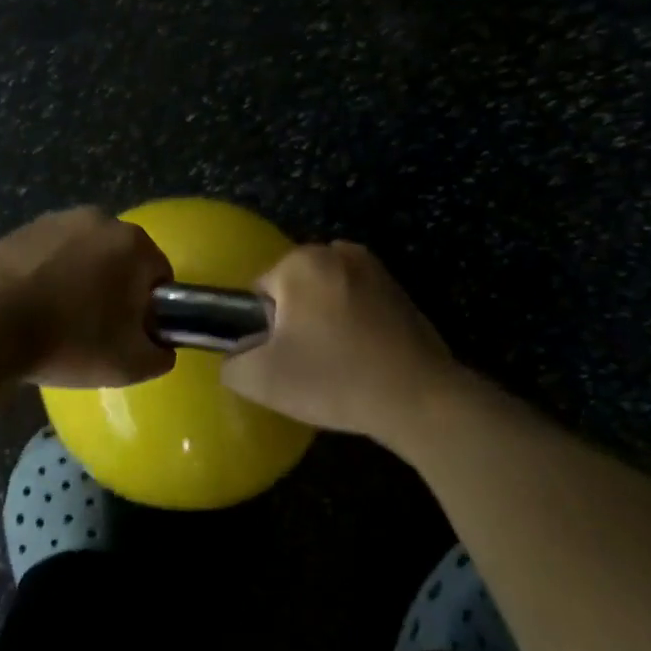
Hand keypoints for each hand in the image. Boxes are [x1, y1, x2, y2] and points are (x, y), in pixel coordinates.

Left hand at [0, 207, 174, 388]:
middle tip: (95, 329)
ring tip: (58, 319)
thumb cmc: (68, 340)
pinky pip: (48, 254)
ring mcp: (56, 220)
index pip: (159, 275)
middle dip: (114, 288)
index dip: (149, 308)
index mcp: (133, 243)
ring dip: (80, 278)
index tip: (129, 334)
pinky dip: (47, 274)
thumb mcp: (128, 364)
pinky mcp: (20, 230)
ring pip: (84, 254)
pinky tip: (30, 306)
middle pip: (121, 259)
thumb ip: (159, 355)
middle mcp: (99, 219)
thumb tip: (161, 347)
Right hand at [221, 241, 464, 446]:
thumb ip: (232, 362)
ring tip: (338, 364)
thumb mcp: (262, 380)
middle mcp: (337, 252)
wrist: (418, 398)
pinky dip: (356, 324)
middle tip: (308, 365)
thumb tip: (237, 355)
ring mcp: (374, 268)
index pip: (260, 291)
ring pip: (328, 295)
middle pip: (295, 289)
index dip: (264, 329)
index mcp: (301, 262)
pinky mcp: (401, 290)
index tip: (283, 359)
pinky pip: (360, 303)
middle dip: (296, 321)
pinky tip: (365, 359)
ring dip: (326, 321)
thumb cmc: (334, 378)